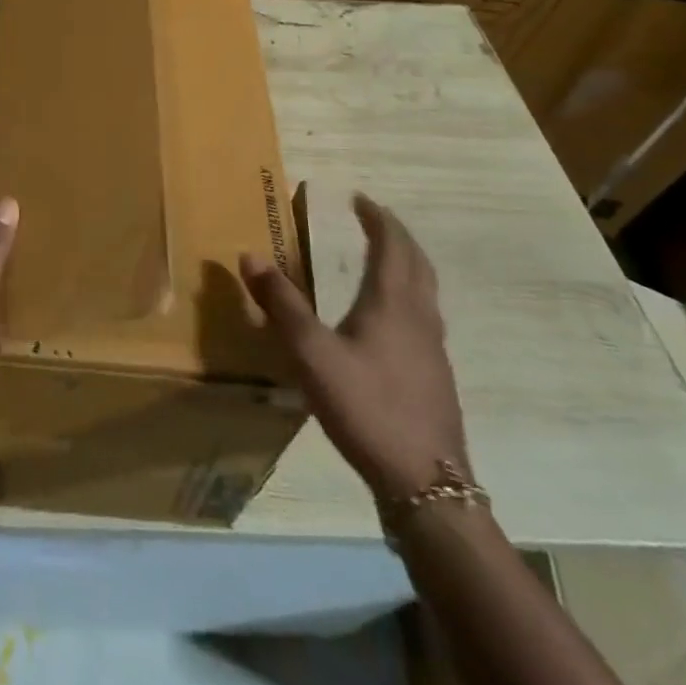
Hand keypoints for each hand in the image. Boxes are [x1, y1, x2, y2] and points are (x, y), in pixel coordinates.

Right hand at [240, 193, 468, 501]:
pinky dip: (409, 296)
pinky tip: (391, 321)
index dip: (378, 218)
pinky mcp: (436, 378)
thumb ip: (281, 304)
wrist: (427, 486)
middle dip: (396, 236)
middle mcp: (419, 318)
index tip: (360, 198)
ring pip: (426, 291)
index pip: (392, 245)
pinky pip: (425, 317)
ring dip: (407, 264)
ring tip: (385, 259)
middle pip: (417, 263)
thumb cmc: (367, 407)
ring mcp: (434, 351)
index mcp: (393, 303)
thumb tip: (249, 254)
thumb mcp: (311, 354)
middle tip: (374, 219)